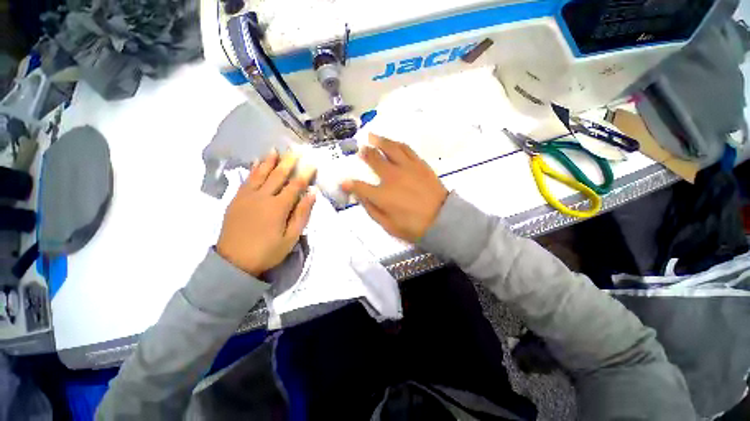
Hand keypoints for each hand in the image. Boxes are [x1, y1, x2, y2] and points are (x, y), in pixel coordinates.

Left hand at [217, 149, 315, 276]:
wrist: (234, 262)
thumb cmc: (268, 251)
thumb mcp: (291, 237)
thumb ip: (302, 214)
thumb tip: (312, 194)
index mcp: (278, 207)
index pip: (295, 185)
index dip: (305, 173)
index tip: (312, 163)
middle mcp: (263, 197)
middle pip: (278, 175)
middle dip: (288, 161)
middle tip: (295, 149)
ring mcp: (247, 197)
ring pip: (261, 174)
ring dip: (269, 161)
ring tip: (275, 150)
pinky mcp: (237, 200)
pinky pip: (247, 180)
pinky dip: (254, 170)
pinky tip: (257, 163)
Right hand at [342, 134, 447, 242]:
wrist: (442, 220)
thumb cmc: (413, 227)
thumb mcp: (388, 225)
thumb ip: (371, 210)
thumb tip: (360, 197)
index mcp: (382, 195)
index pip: (360, 186)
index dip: (349, 184)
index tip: (344, 182)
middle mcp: (392, 177)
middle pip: (374, 160)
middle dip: (365, 154)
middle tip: (361, 149)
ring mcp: (407, 168)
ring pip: (390, 148)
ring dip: (379, 141)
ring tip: (372, 136)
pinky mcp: (420, 164)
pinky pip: (407, 149)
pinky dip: (397, 144)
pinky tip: (393, 143)